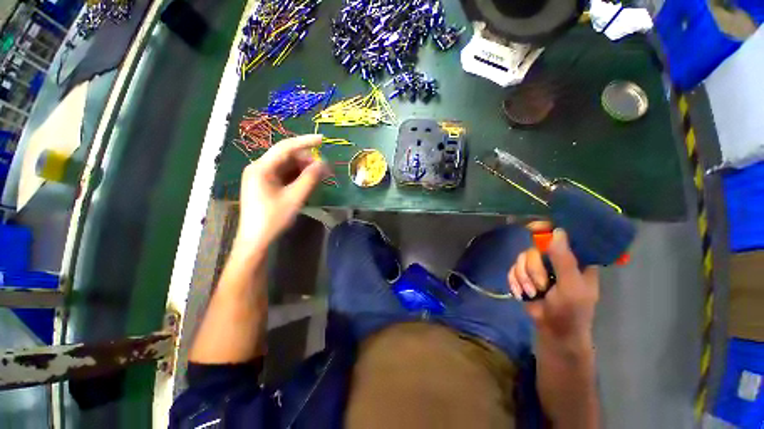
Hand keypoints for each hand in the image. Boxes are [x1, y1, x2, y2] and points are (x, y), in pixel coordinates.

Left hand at [233, 134, 328, 255]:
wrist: (256, 239)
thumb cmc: (273, 218)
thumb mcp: (295, 197)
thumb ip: (310, 178)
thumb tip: (324, 163)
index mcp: (261, 167)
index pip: (285, 147)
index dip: (305, 142)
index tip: (322, 140)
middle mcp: (259, 168)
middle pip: (286, 157)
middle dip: (306, 160)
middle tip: (323, 169)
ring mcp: (261, 177)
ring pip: (286, 166)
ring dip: (303, 169)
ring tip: (318, 177)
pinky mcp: (265, 185)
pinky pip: (284, 175)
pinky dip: (297, 177)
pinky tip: (307, 182)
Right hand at [508, 228, 598, 347]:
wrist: (554, 331)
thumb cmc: (571, 311)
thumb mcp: (571, 286)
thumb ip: (564, 260)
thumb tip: (557, 231)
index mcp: (574, 259)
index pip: (562, 235)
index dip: (547, 229)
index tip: (533, 228)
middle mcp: (554, 259)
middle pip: (534, 249)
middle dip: (533, 269)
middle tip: (540, 286)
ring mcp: (538, 267)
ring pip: (521, 258)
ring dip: (523, 278)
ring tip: (532, 293)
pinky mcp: (524, 275)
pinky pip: (512, 269)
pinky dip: (514, 281)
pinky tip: (521, 293)